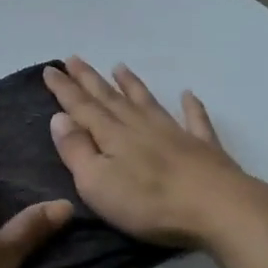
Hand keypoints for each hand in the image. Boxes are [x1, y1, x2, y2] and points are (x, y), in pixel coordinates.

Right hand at [44, 59, 267, 250]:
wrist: (217, 208)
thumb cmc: (149, 203)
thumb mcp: (97, 183)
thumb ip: (77, 150)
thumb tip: (59, 118)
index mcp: (112, 136)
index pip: (81, 107)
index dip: (64, 89)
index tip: (50, 68)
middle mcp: (140, 126)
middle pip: (110, 98)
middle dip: (90, 79)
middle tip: (75, 59)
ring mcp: (174, 133)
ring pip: (147, 102)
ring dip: (132, 84)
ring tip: (120, 66)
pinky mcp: (203, 147)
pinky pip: (195, 120)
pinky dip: (191, 106)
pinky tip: (188, 95)